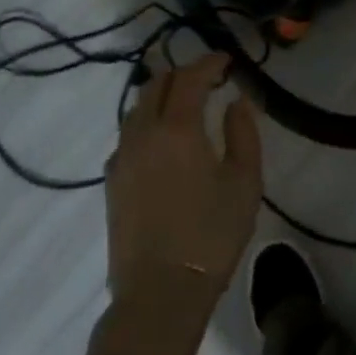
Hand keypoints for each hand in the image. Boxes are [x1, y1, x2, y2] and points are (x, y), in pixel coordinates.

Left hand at [105, 52, 262, 313]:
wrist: (159, 293)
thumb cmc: (210, 235)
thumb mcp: (244, 182)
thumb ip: (243, 133)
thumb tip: (236, 101)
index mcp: (177, 127)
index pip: (191, 77)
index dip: (210, 63)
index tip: (228, 61)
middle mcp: (143, 132)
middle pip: (158, 84)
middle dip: (184, 74)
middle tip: (209, 80)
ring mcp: (122, 156)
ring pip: (137, 106)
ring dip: (162, 95)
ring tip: (185, 104)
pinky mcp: (111, 180)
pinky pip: (128, 133)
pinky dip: (146, 121)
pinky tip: (162, 139)